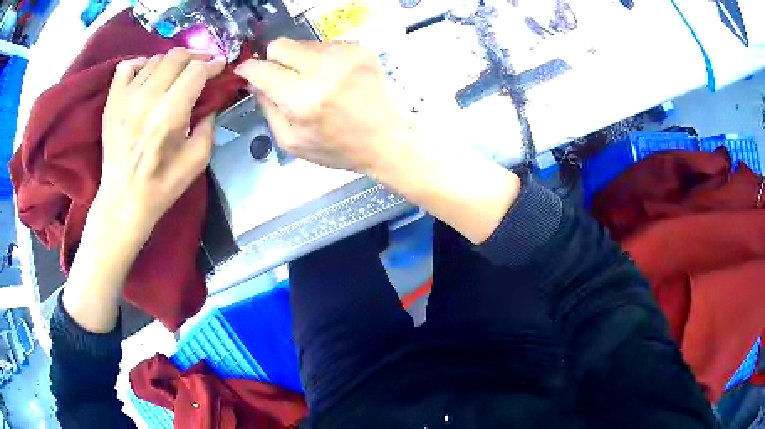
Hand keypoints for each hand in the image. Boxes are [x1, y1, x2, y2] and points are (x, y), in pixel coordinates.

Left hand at [97, 48, 225, 245]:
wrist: (123, 201)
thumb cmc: (162, 185)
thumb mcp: (197, 160)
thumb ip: (209, 125)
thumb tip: (211, 101)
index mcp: (169, 116)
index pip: (196, 71)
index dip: (213, 64)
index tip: (220, 67)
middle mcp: (146, 100)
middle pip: (176, 57)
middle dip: (196, 57)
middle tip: (203, 66)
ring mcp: (126, 98)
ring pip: (155, 59)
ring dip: (172, 61)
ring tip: (177, 72)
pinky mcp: (112, 102)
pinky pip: (127, 67)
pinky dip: (141, 63)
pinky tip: (147, 74)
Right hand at [234, 38, 408, 173]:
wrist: (390, 138)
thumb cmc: (340, 147)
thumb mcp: (293, 142)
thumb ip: (268, 109)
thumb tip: (255, 83)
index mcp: (303, 99)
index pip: (262, 69)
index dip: (249, 69)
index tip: (246, 71)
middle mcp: (322, 69)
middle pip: (280, 45)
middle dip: (273, 59)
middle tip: (282, 76)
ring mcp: (344, 54)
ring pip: (302, 43)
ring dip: (299, 59)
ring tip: (314, 81)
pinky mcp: (360, 48)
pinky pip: (326, 44)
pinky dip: (321, 58)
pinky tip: (333, 77)